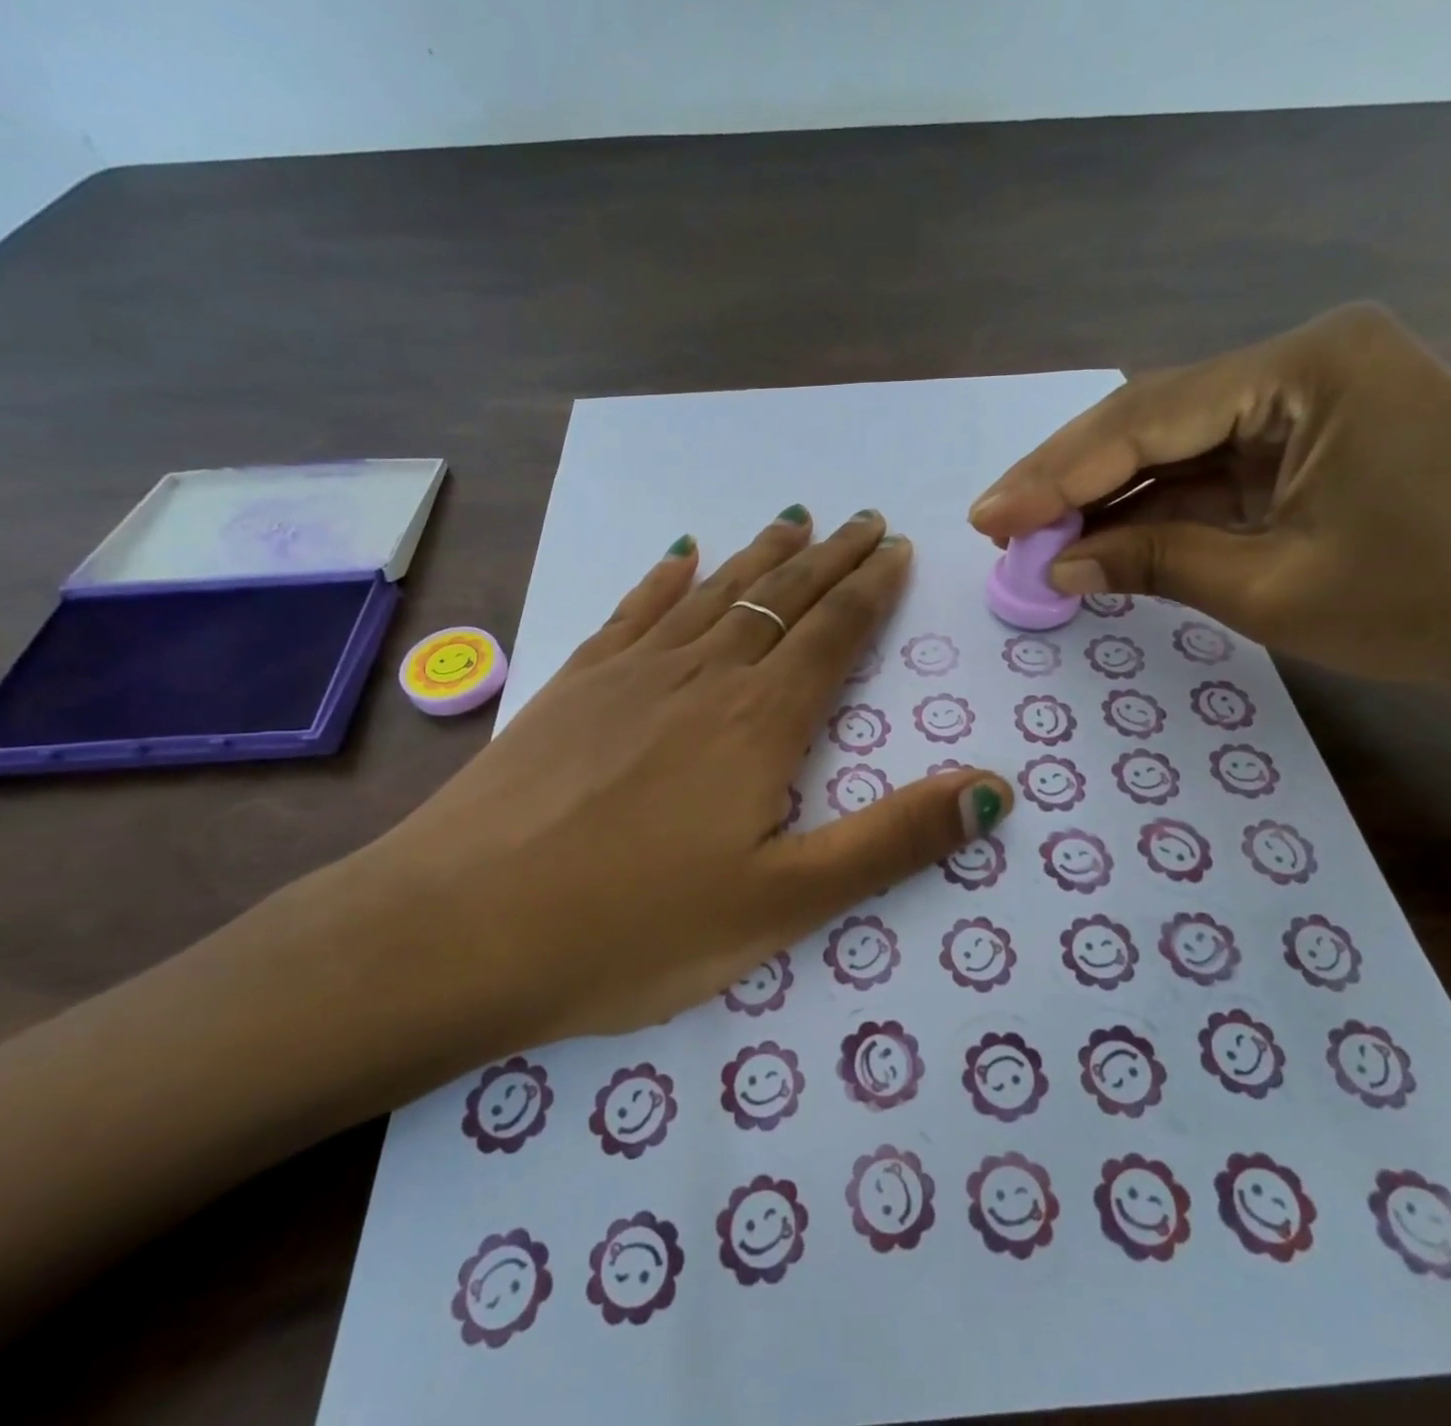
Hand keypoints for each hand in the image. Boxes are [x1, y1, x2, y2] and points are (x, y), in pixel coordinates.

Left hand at [339, 507, 1011, 1060]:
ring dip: (760, 557)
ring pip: (713, 594)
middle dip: (830, 558)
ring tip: (793, 519)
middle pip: (780, 599)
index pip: (832, 634)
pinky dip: (665, 579)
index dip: (871, 589)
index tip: (896, 549)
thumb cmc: (633, 930)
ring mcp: (628, 675)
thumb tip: (993, 790)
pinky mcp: (569, 687)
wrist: (457, 932)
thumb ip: (893, 841)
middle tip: (863, 519)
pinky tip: (679, 557)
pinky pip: (632, 612)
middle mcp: (701, 678)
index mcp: (758, 724)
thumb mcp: (785, 904)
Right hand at [968, 303, 1450, 702]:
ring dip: (1102, 494)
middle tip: (993, 522)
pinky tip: (1097, 534)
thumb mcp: (1271, 589)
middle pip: (1150, 418)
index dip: (1055, 476)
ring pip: (1172, 444)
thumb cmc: (1433, 605)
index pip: (1145, 420)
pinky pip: (1209, 469)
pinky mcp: (1311, 439)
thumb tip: (1054, 566)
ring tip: (1027, 534)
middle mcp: (1303, 360)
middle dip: (1067, 477)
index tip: (987, 519)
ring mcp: (1309, 398)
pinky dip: (1152, 507)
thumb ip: (1152, 562)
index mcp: (1306, 369)